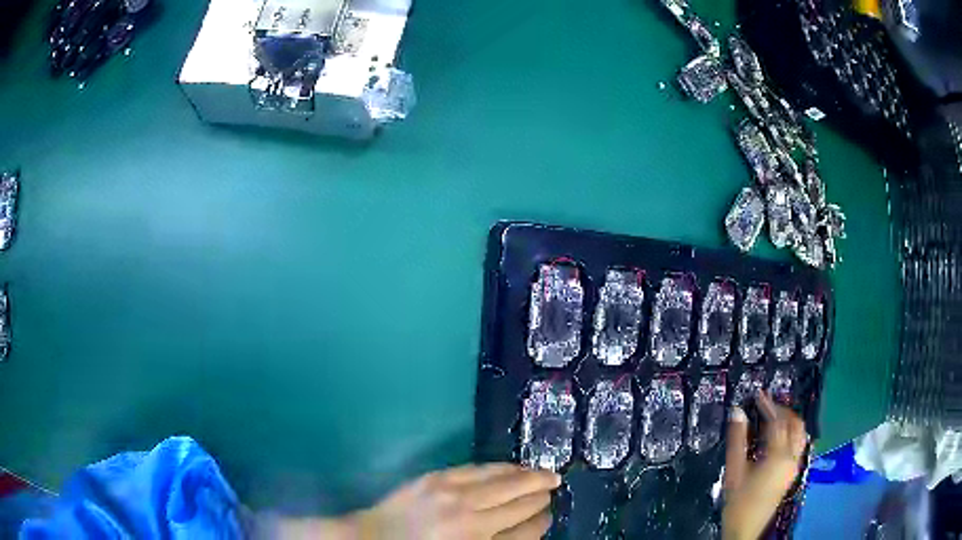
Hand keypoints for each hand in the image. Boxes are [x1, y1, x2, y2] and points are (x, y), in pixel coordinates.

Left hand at [277, 463, 558, 539]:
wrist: (372, 538)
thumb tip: (530, 528)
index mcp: (475, 539)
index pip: (524, 530)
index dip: (541, 521)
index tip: (550, 514)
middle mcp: (469, 514)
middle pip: (518, 499)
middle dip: (541, 492)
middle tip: (557, 485)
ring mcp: (451, 491)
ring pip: (503, 479)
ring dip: (527, 475)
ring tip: (544, 473)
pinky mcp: (437, 477)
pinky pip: (478, 468)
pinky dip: (500, 467)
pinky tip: (512, 467)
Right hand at [722, 392, 807, 539]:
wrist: (746, 529)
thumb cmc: (739, 502)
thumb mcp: (734, 471)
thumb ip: (737, 440)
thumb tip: (737, 411)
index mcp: (779, 456)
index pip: (778, 421)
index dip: (769, 405)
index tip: (758, 394)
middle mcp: (792, 457)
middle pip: (795, 424)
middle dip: (783, 410)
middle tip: (766, 404)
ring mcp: (795, 465)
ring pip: (800, 433)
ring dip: (789, 421)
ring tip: (772, 417)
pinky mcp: (793, 472)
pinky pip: (798, 444)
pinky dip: (790, 433)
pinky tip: (777, 436)